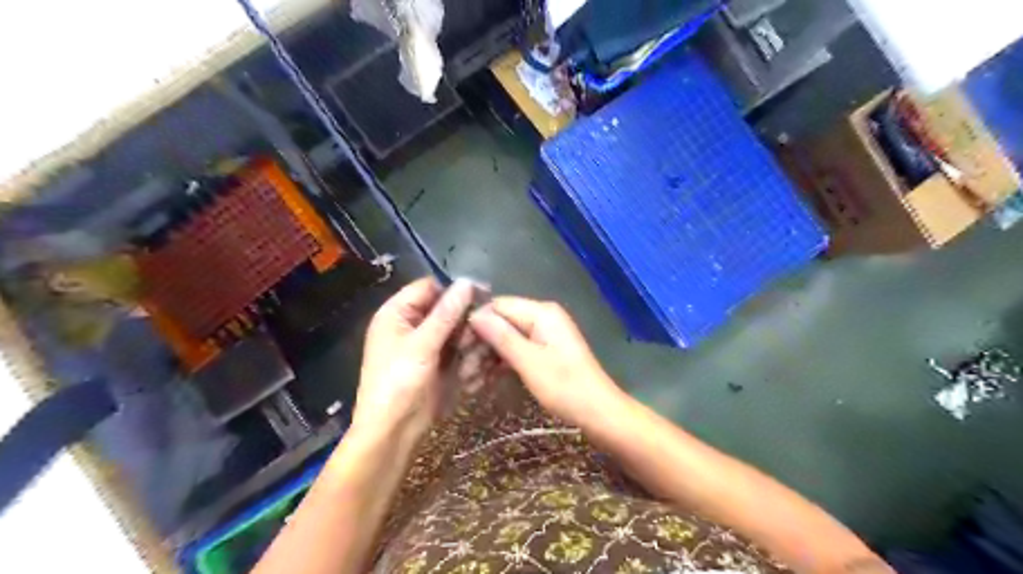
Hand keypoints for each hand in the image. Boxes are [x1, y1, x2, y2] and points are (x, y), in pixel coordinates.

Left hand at [352, 279, 474, 442]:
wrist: (392, 432)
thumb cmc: (398, 383)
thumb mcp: (422, 345)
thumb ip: (446, 313)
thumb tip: (467, 281)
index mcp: (398, 314)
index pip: (430, 287)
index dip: (455, 289)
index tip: (484, 294)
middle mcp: (412, 325)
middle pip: (447, 310)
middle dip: (466, 322)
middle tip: (483, 334)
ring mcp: (427, 346)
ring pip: (457, 332)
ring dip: (469, 343)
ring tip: (474, 360)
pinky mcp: (439, 364)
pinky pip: (459, 351)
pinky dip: (468, 359)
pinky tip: (472, 373)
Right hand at [468, 296, 623, 424]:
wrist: (599, 413)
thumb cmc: (565, 387)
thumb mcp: (529, 362)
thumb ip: (501, 336)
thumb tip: (474, 314)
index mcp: (541, 312)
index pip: (498, 306)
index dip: (476, 324)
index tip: (457, 347)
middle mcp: (542, 317)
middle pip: (501, 322)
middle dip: (480, 345)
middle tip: (463, 372)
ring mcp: (544, 335)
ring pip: (506, 339)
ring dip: (487, 358)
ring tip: (469, 382)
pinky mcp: (544, 352)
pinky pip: (517, 351)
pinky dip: (501, 365)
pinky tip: (484, 382)